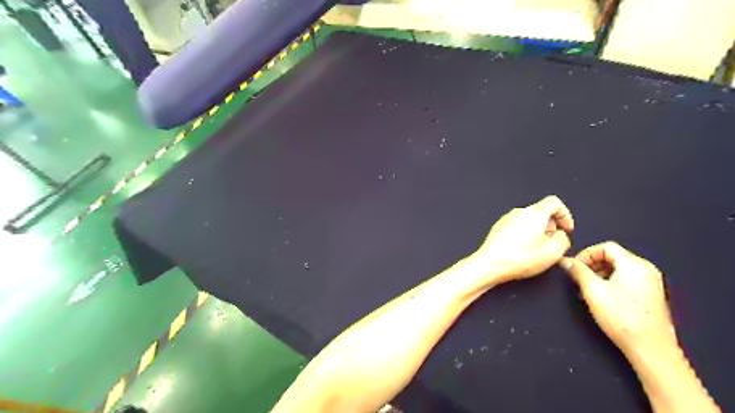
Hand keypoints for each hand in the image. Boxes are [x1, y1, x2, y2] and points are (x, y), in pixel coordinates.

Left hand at [470, 195, 573, 284]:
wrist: (490, 264)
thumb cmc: (519, 258)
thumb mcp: (554, 252)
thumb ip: (564, 239)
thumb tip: (560, 235)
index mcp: (534, 213)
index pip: (554, 202)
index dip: (565, 215)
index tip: (566, 229)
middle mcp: (519, 212)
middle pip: (541, 212)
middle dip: (551, 226)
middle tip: (552, 242)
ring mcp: (506, 219)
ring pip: (528, 221)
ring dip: (536, 232)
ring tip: (536, 250)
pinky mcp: (498, 228)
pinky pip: (516, 227)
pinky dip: (523, 236)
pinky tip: (522, 251)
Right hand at [564, 243, 677, 356]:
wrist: (650, 349)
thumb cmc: (621, 317)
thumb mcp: (593, 291)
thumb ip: (578, 271)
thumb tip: (565, 261)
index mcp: (635, 264)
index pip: (606, 246)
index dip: (586, 254)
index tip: (574, 267)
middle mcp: (646, 270)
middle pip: (613, 256)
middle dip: (592, 264)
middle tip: (579, 278)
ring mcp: (651, 283)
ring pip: (619, 269)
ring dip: (599, 274)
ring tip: (587, 290)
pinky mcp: (651, 296)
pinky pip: (626, 280)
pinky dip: (610, 282)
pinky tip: (601, 298)